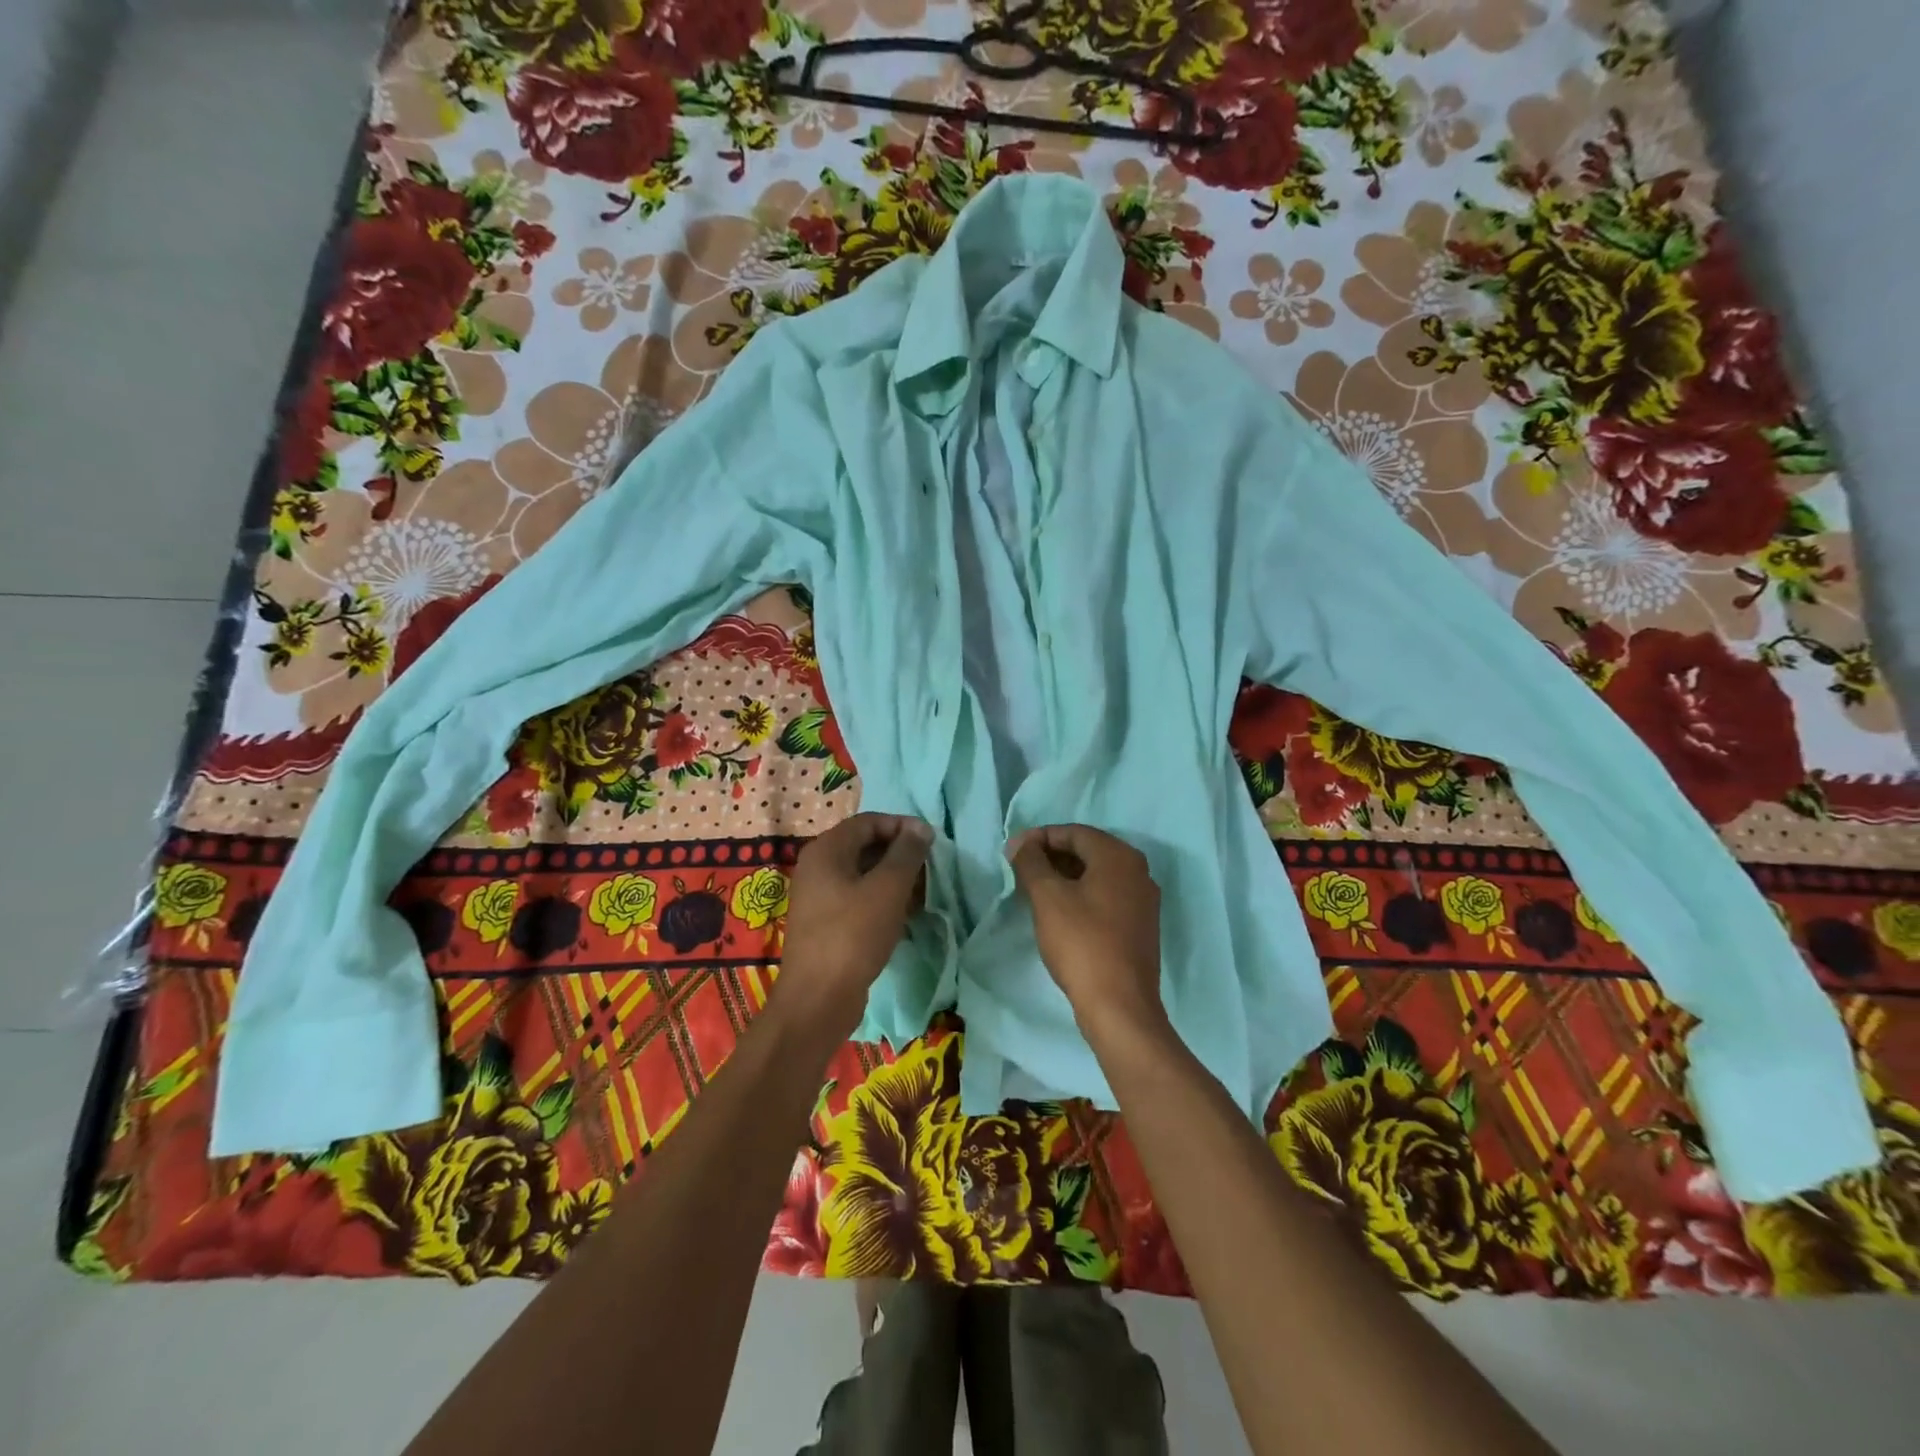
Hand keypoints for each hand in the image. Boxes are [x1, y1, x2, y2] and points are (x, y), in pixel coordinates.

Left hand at [775, 812, 932, 1038]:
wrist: (818, 999)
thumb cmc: (853, 935)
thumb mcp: (888, 889)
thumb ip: (906, 853)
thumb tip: (921, 828)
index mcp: (826, 851)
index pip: (868, 822)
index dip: (901, 825)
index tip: (930, 840)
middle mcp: (817, 868)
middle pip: (864, 846)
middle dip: (899, 853)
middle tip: (929, 868)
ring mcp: (819, 897)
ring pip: (863, 875)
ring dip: (894, 879)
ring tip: (922, 893)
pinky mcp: (826, 924)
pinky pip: (858, 899)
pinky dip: (882, 900)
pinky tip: (904, 916)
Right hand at [1008, 824, 1164, 1042]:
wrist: (1120, 1005)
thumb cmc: (1082, 943)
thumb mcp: (1048, 897)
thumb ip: (1031, 862)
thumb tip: (1021, 843)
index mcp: (1119, 856)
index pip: (1074, 832)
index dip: (1040, 837)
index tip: (1013, 852)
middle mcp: (1138, 871)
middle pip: (1088, 851)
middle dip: (1052, 856)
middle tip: (1021, 870)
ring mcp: (1143, 900)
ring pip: (1097, 875)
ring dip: (1065, 876)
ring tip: (1034, 890)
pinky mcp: (1141, 926)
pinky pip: (1107, 896)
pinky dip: (1082, 895)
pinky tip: (1060, 912)